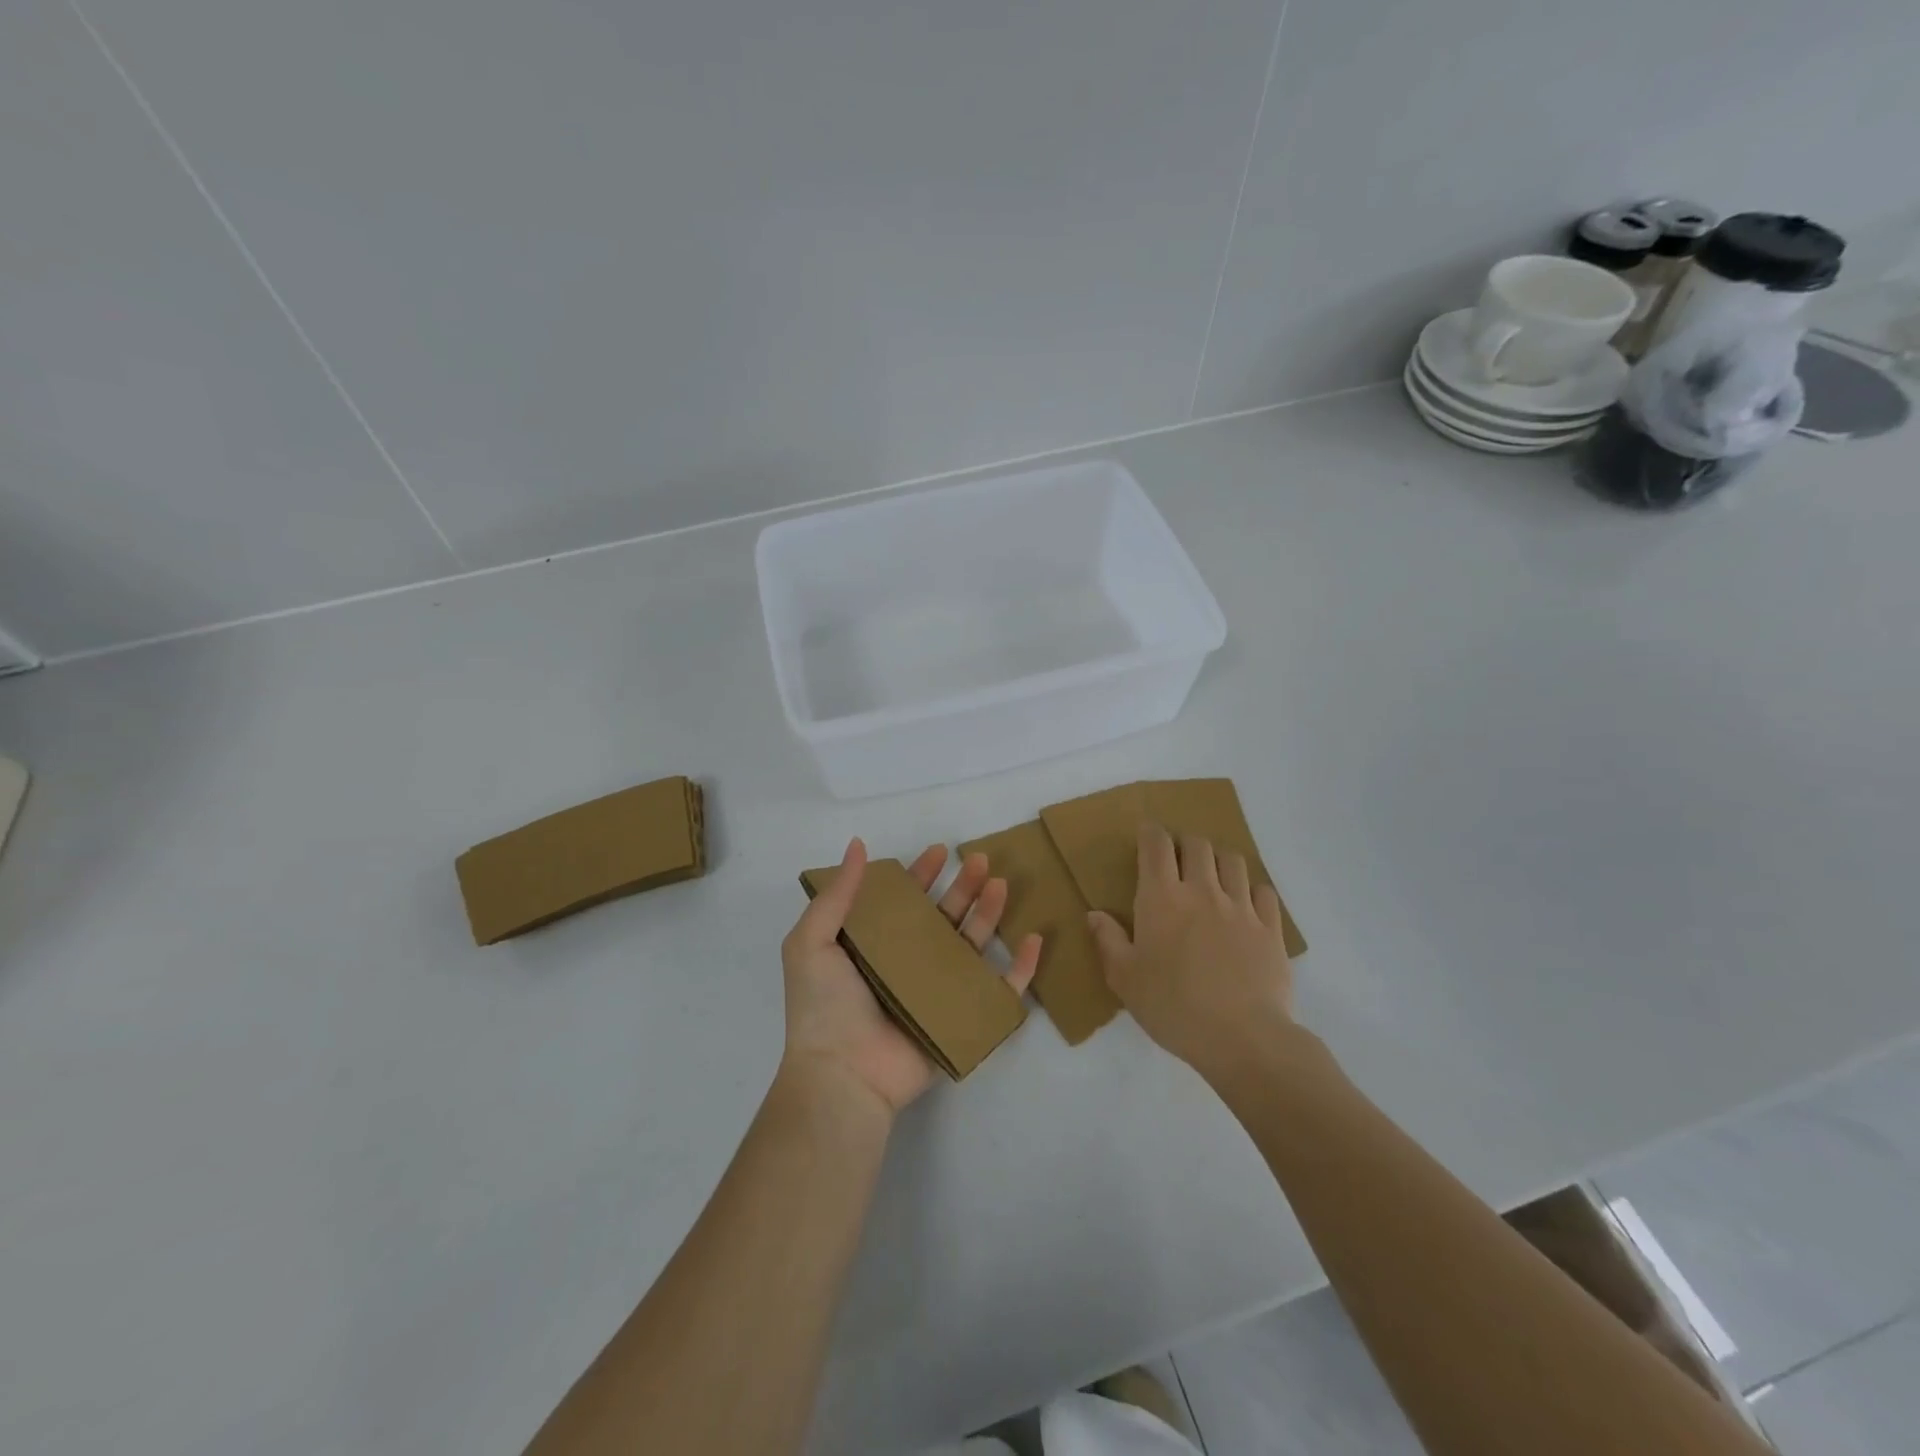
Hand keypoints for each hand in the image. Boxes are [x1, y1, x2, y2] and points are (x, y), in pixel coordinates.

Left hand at [780, 837, 1040, 1114]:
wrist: (843, 1076)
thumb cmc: (824, 1007)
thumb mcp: (812, 942)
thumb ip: (838, 894)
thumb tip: (857, 844)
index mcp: (875, 946)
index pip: (904, 902)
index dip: (921, 875)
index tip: (939, 851)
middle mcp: (908, 965)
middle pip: (944, 918)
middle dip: (962, 887)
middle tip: (980, 860)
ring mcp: (938, 993)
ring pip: (973, 945)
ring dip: (989, 913)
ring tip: (1000, 885)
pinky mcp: (963, 1020)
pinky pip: (1000, 991)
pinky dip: (1021, 968)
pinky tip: (1033, 938)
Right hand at [1087, 821, 1294, 1087]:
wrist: (1243, 1037)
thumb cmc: (1173, 1007)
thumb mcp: (1125, 979)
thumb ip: (1108, 941)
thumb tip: (1094, 914)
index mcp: (1162, 898)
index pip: (1156, 845)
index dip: (1150, 833)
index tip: (1146, 835)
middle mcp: (1202, 891)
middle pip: (1198, 844)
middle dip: (1185, 844)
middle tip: (1177, 860)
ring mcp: (1241, 907)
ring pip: (1233, 861)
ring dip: (1219, 860)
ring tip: (1212, 876)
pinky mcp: (1271, 928)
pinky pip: (1264, 891)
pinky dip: (1252, 890)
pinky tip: (1245, 905)